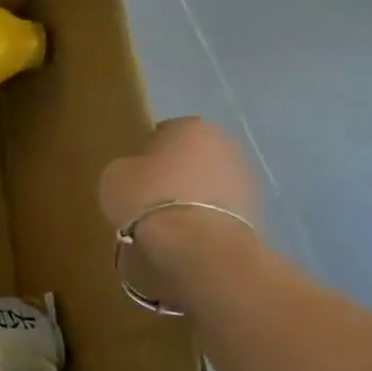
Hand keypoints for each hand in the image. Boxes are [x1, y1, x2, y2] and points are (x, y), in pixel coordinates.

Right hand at [100, 118, 261, 305]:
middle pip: (191, 156)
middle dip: (174, 173)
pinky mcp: (256, 211)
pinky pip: (218, 209)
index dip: (145, 153)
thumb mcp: (115, 176)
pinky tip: (185, 235)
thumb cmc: (149, 197)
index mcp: (191, 126)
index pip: (163, 132)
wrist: (197, 244)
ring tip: (166, 220)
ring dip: (191, 196)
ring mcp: (245, 178)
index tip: (132, 174)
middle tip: (148, 196)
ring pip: (207, 183)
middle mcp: (225, 144)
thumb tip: (136, 173)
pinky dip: (204, 218)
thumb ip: (128, 167)